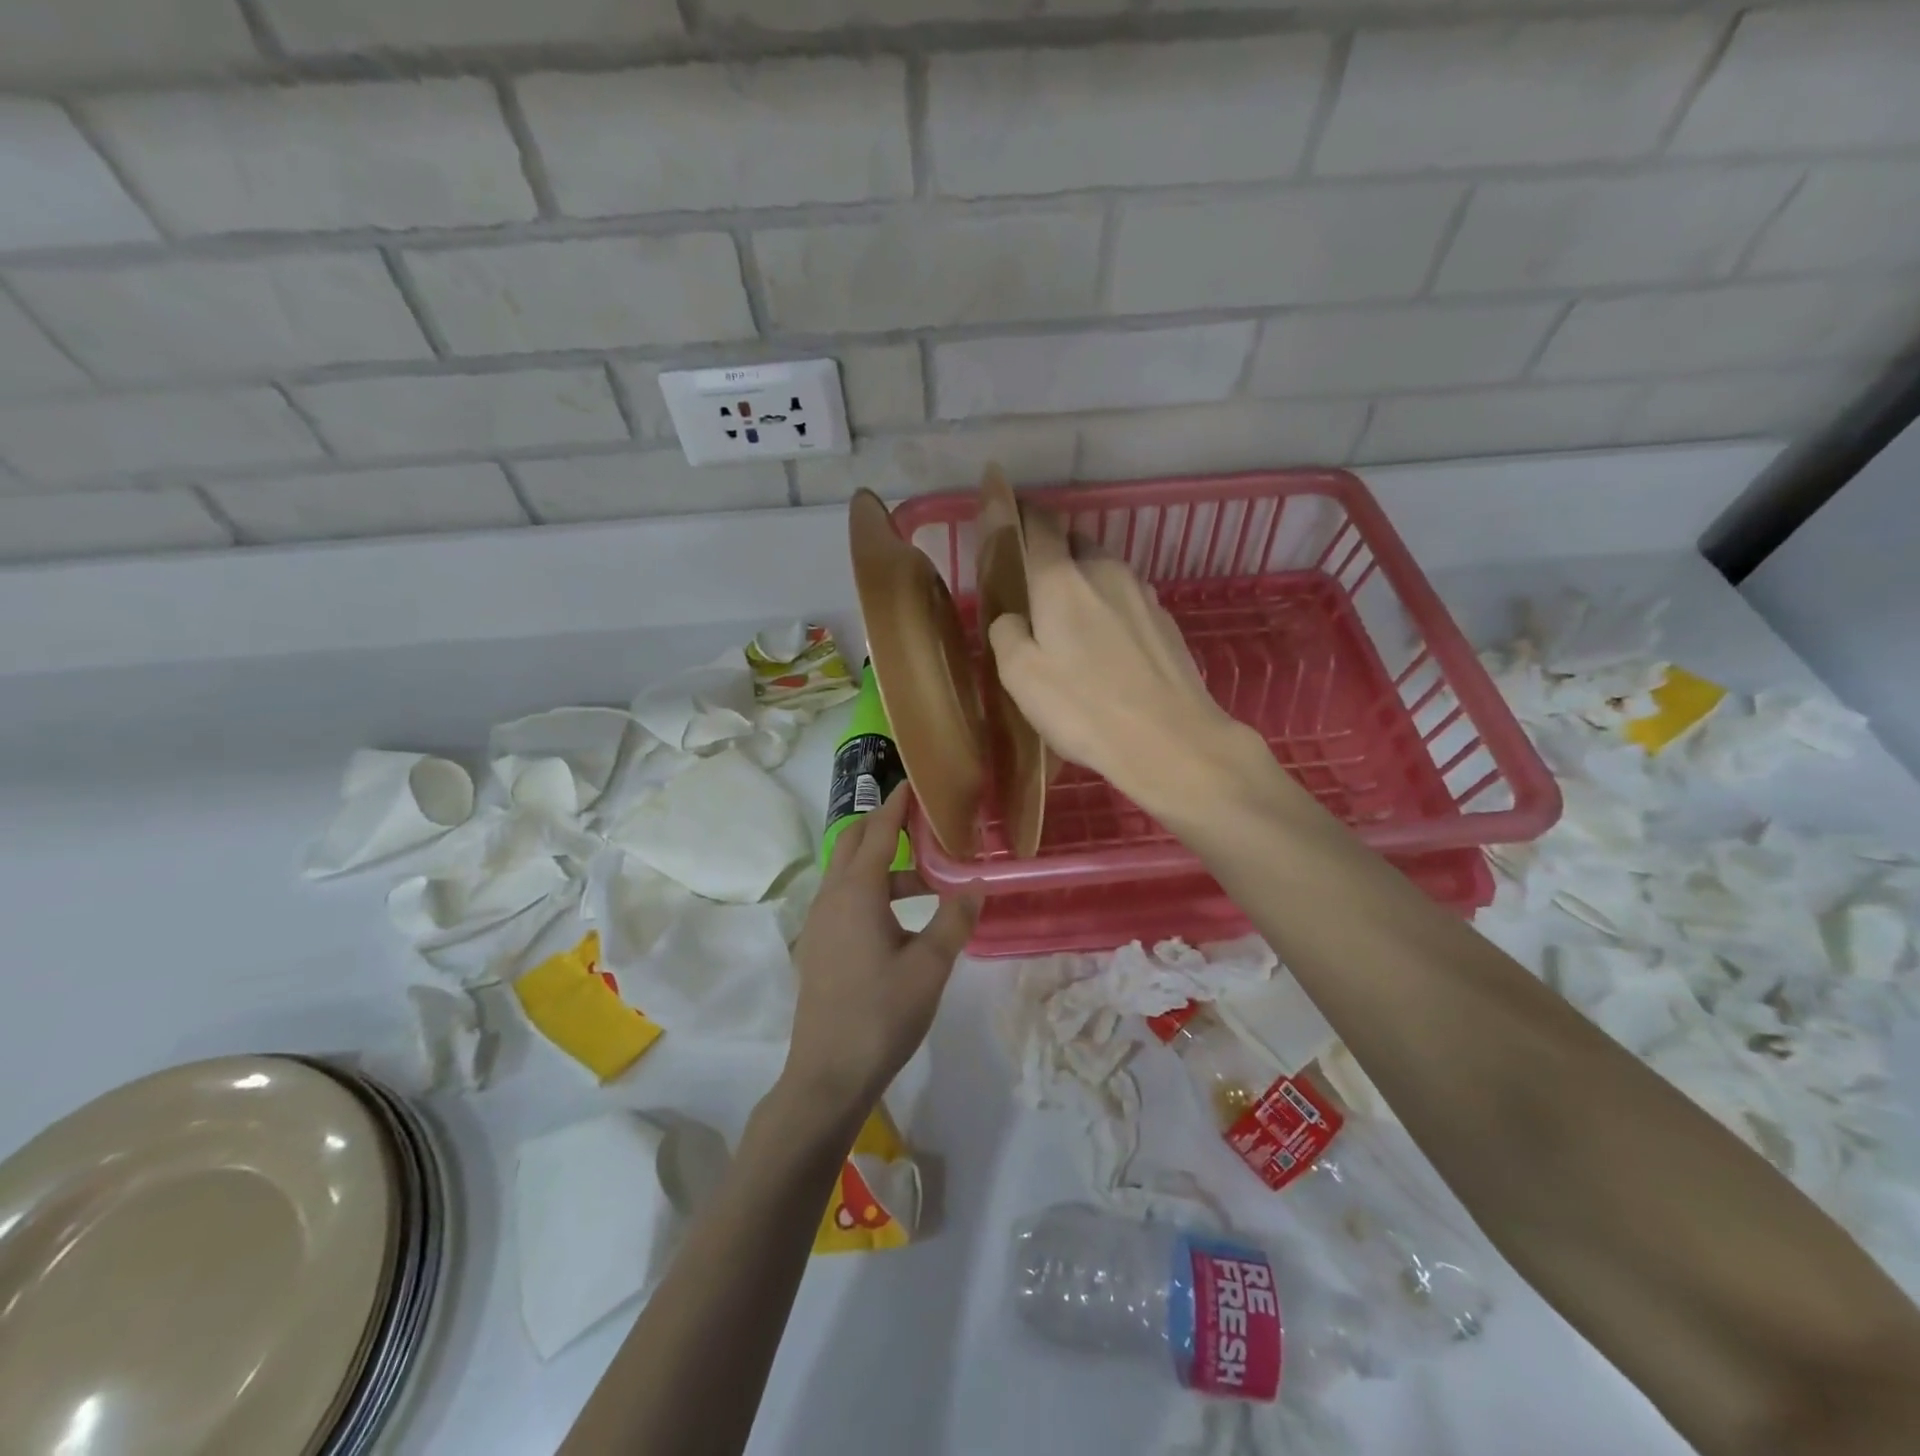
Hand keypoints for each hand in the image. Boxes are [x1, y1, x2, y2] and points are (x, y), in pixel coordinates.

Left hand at [783, 785, 978, 1123]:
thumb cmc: (882, 1015)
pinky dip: (872, 887)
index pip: (878, 830)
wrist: (827, 1074)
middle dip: (886, 823)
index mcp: (857, 892)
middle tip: (925, 819)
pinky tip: (900, 914)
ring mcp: (820, 921)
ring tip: (927, 876)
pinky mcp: (819, 943)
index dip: (898, 803)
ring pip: (850, 872)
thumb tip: (977, 883)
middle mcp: (831, 896)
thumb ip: (955, 919)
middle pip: (855, 841)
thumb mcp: (930, 966)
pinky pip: (845, 896)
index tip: (917, 781)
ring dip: (884, 862)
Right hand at [987, 509, 1243, 810]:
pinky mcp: (1166, 620)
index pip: (1037, 525)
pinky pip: (1126, 600)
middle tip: (1033, 588)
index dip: (1016, 514)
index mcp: (1062, 579)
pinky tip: (1106, 648)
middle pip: (1073, 543)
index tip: (1002, 514)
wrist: (1172, 740)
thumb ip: (1007, 634)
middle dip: (1051, 553)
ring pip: (1103, 571)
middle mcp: (1105, 571)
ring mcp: (1143, 594)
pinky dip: (1108, 609)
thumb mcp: (1021, 677)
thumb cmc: (1084, 708)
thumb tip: (1013, 619)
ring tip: (1070, 624)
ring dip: (1082, 583)